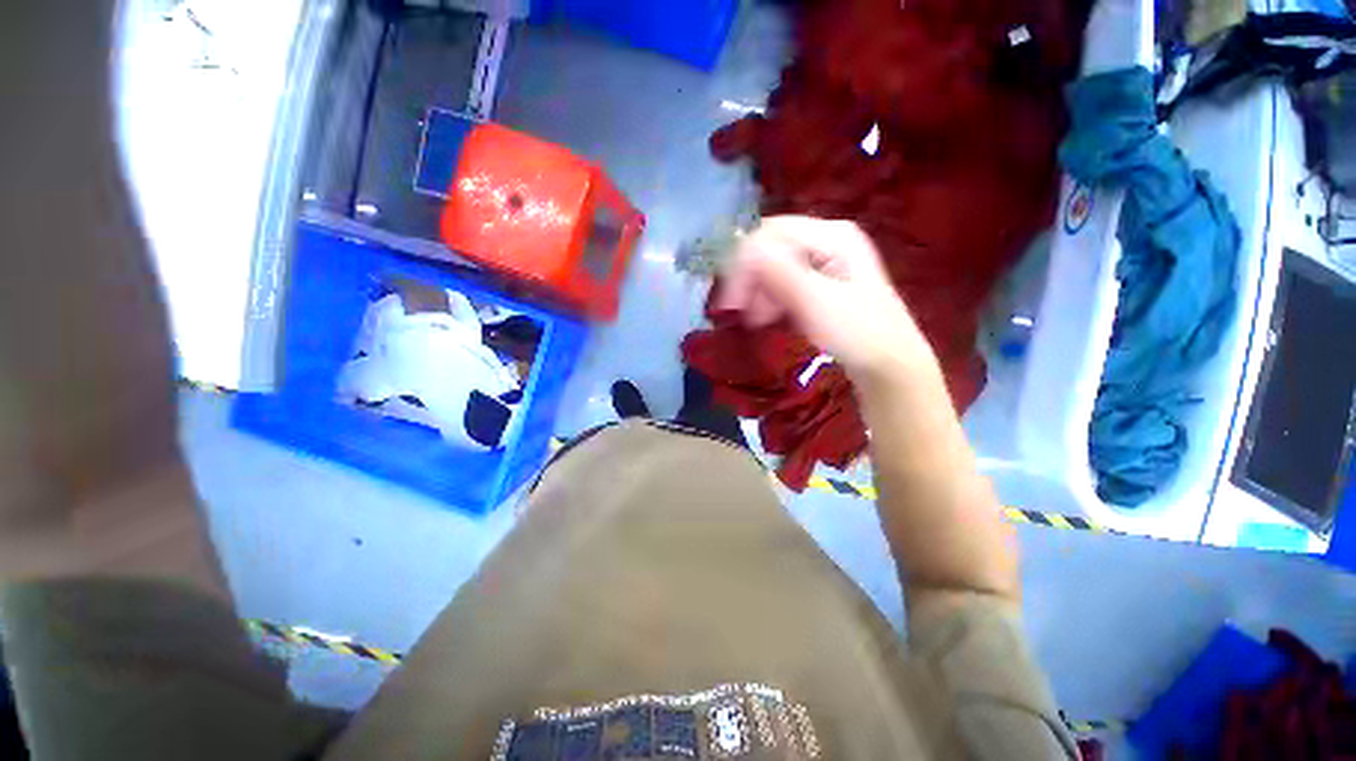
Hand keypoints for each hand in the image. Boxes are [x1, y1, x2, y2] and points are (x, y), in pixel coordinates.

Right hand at [716, 216, 935, 381]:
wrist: (889, 366)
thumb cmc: (857, 333)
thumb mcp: (816, 302)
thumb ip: (778, 272)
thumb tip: (739, 249)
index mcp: (832, 235)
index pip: (771, 233)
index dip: (744, 262)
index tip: (731, 300)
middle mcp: (826, 240)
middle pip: (771, 248)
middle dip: (750, 279)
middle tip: (738, 311)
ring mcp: (824, 261)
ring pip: (773, 266)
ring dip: (758, 291)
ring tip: (756, 320)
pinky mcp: (819, 283)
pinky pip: (783, 282)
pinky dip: (770, 298)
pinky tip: (768, 317)